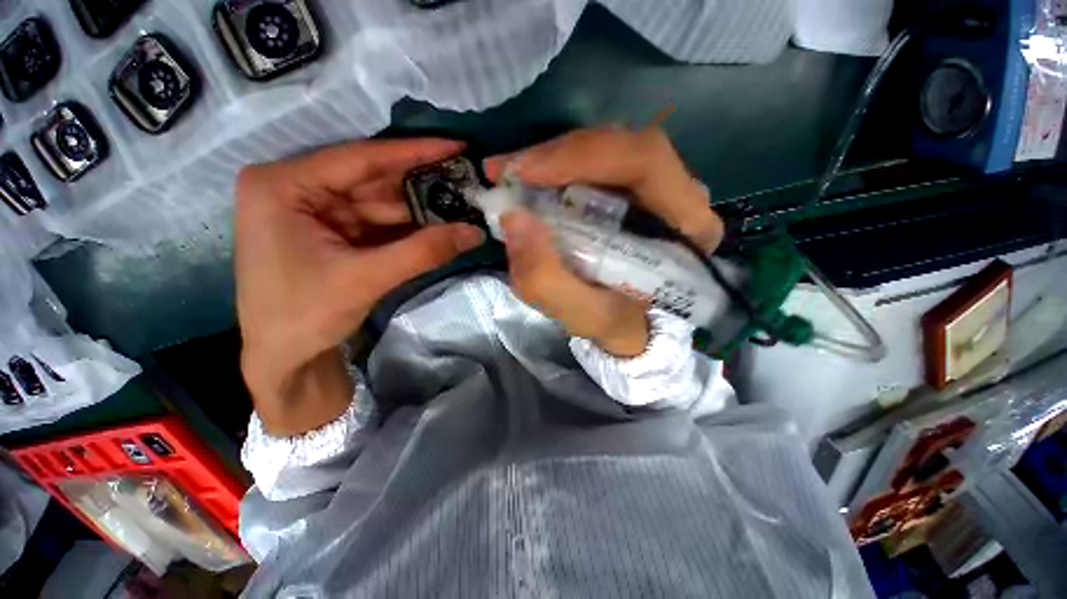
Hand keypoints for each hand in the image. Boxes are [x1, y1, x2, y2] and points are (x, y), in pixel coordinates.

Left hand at [236, 139, 482, 434]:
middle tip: (466, 184)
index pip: (361, 158)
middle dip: (422, 187)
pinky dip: (409, 229)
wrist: (283, 360)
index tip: (456, 145)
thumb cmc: (303, 316)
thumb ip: (423, 251)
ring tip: (462, 208)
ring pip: (381, 204)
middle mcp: (298, 189)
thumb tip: (476, 232)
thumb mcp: (365, 279)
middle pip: (373, 181)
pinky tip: (439, 228)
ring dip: (421, 211)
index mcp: (284, 185)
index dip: (414, 152)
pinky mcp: (333, 233)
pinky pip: (379, 224)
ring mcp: (316, 212)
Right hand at [484, 127, 723, 357]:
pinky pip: (593, 162)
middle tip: (507, 171)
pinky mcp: (630, 187)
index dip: (583, 156)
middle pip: (622, 146)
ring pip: (604, 149)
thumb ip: (547, 280)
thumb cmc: (614, 321)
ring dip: (551, 159)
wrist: (626, 322)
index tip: (526, 173)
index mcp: (686, 226)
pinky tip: (528, 180)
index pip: (646, 162)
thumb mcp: (580, 315)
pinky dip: (555, 167)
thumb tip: (514, 219)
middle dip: (557, 155)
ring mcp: (655, 185)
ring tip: (512, 175)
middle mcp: (679, 195)